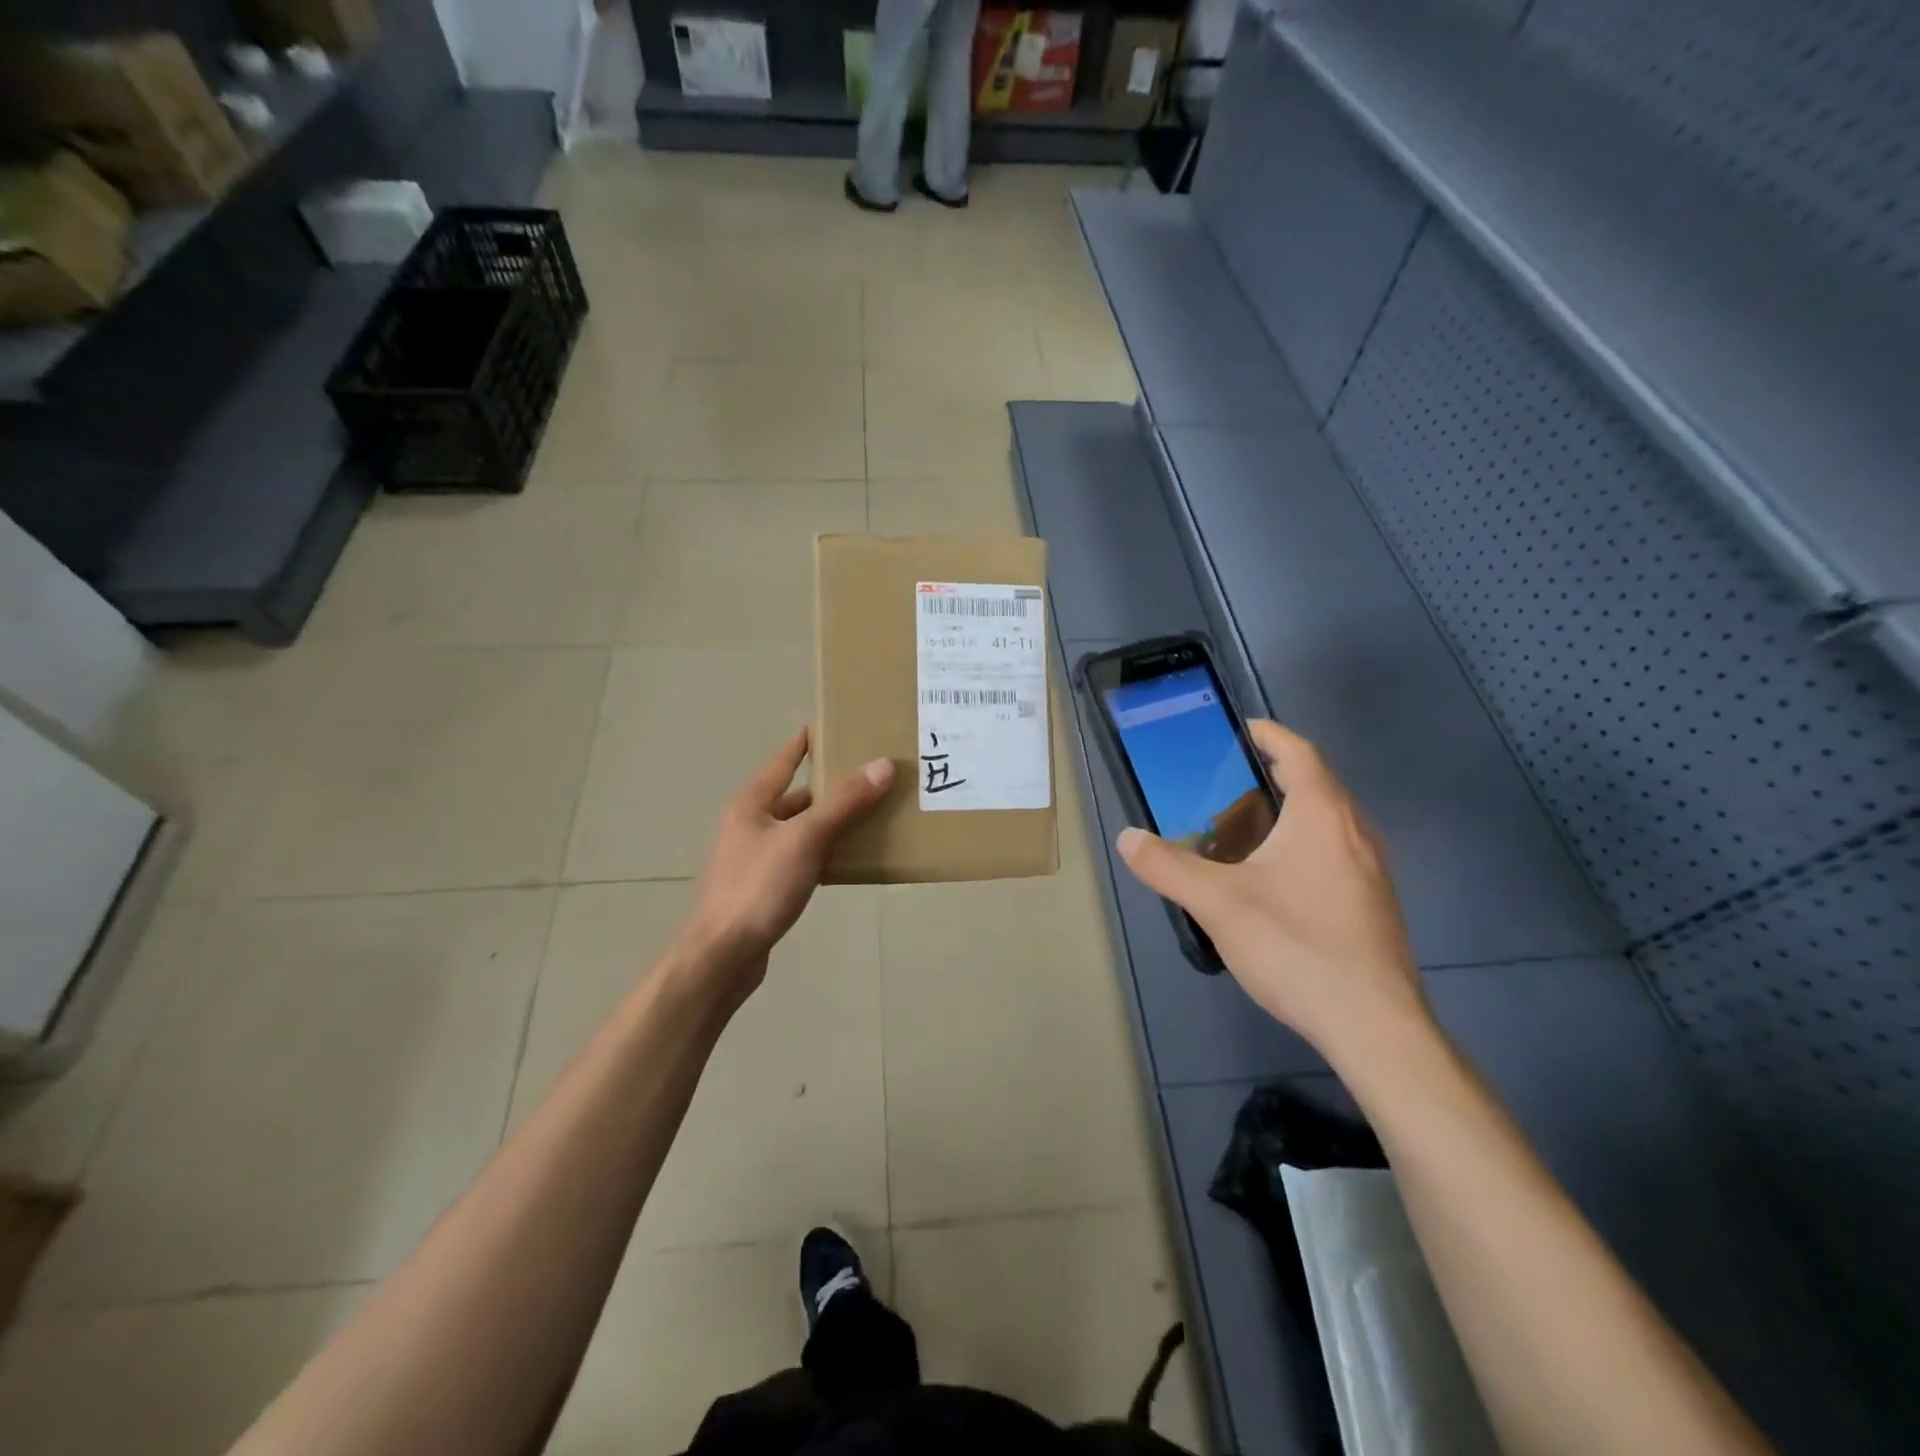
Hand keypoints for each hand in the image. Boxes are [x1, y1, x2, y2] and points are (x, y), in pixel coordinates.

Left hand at [682, 729, 894, 992]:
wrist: (723, 955)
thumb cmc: (759, 886)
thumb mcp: (806, 838)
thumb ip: (844, 802)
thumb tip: (883, 765)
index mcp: (752, 804)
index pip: (783, 761)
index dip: (806, 743)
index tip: (833, 726)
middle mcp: (749, 826)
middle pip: (796, 797)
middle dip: (830, 788)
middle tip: (870, 777)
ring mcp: (753, 859)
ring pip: (799, 831)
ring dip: (829, 824)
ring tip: (870, 816)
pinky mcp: (762, 889)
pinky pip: (799, 859)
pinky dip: (823, 854)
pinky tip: (848, 861)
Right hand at [1116, 720, 1428, 1060]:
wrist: (1373, 1025)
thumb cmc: (1296, 946)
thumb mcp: (1218, 904)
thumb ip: (1168, 867)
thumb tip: (1128, 838)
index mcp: (1323, 815)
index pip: (1299, 752)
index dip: (1269, 734)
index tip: (1239, 730)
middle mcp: (1356, 831)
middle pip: (1316, 783)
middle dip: (1273, 773)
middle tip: (1224, 784)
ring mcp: (1372, 868)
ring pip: (1328, 820)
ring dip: (1289, 810)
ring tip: (1242, 828)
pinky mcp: (1374, 902)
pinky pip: (1336, 850)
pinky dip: (1304, 843)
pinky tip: (1273, 879)